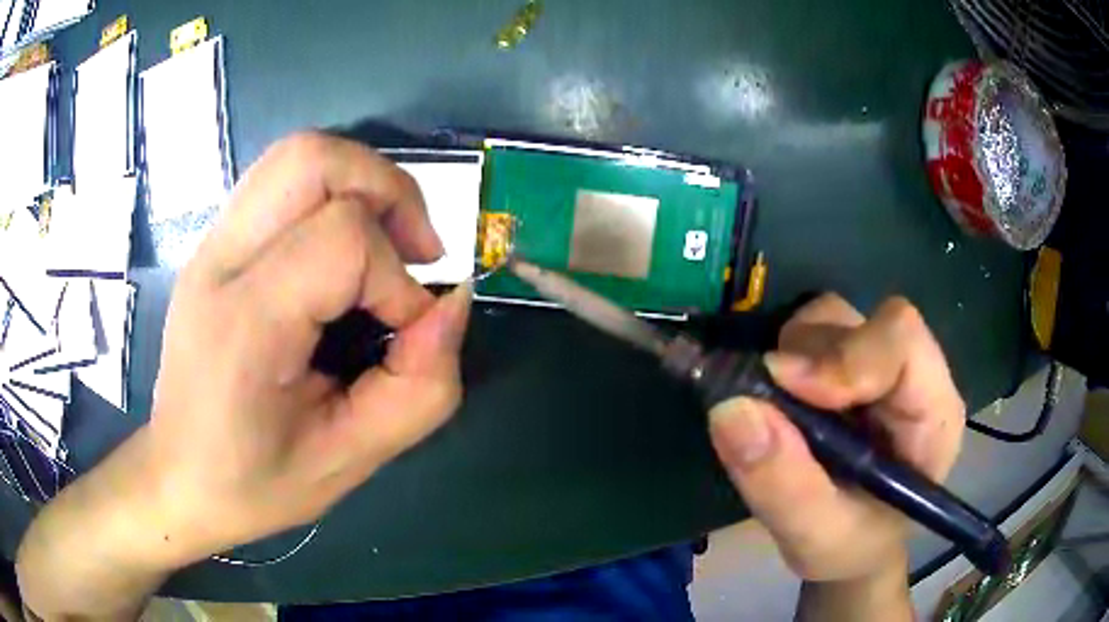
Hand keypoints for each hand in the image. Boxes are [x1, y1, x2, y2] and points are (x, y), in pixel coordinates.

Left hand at [146, 132, 471, 560]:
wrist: (178, 475)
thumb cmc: (253, 483)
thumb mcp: (348, 462)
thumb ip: (418, 391)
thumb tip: (453, 306)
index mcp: (244, 324)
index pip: (342, 241)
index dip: (399, 282)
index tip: (408, 334)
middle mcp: (220, 262)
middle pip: (313, 159)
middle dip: (388, 190)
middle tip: (415, 250)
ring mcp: (212, 244)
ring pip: (298, 155)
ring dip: (362, 183)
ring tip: (386, 243)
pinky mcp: (216, 242)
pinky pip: (284, 180)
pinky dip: (333, 194)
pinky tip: (343, 252)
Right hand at [709, 294, 964, 582]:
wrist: (854, 545)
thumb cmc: (851, 546)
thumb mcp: (817, 539)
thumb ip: (783, 486)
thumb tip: (731, 410)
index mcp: (932, 413)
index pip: (902, 341)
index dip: (844, 354)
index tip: (783, 386)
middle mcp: (912, 374)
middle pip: (859, 323)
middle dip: (805, 359)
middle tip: (767, 410)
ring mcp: (879, 361)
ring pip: (830, 318)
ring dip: (790, 356)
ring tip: (778, 416)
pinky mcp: (849, 360)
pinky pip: (810, 332)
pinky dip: (782, 357)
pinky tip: (781, 404)